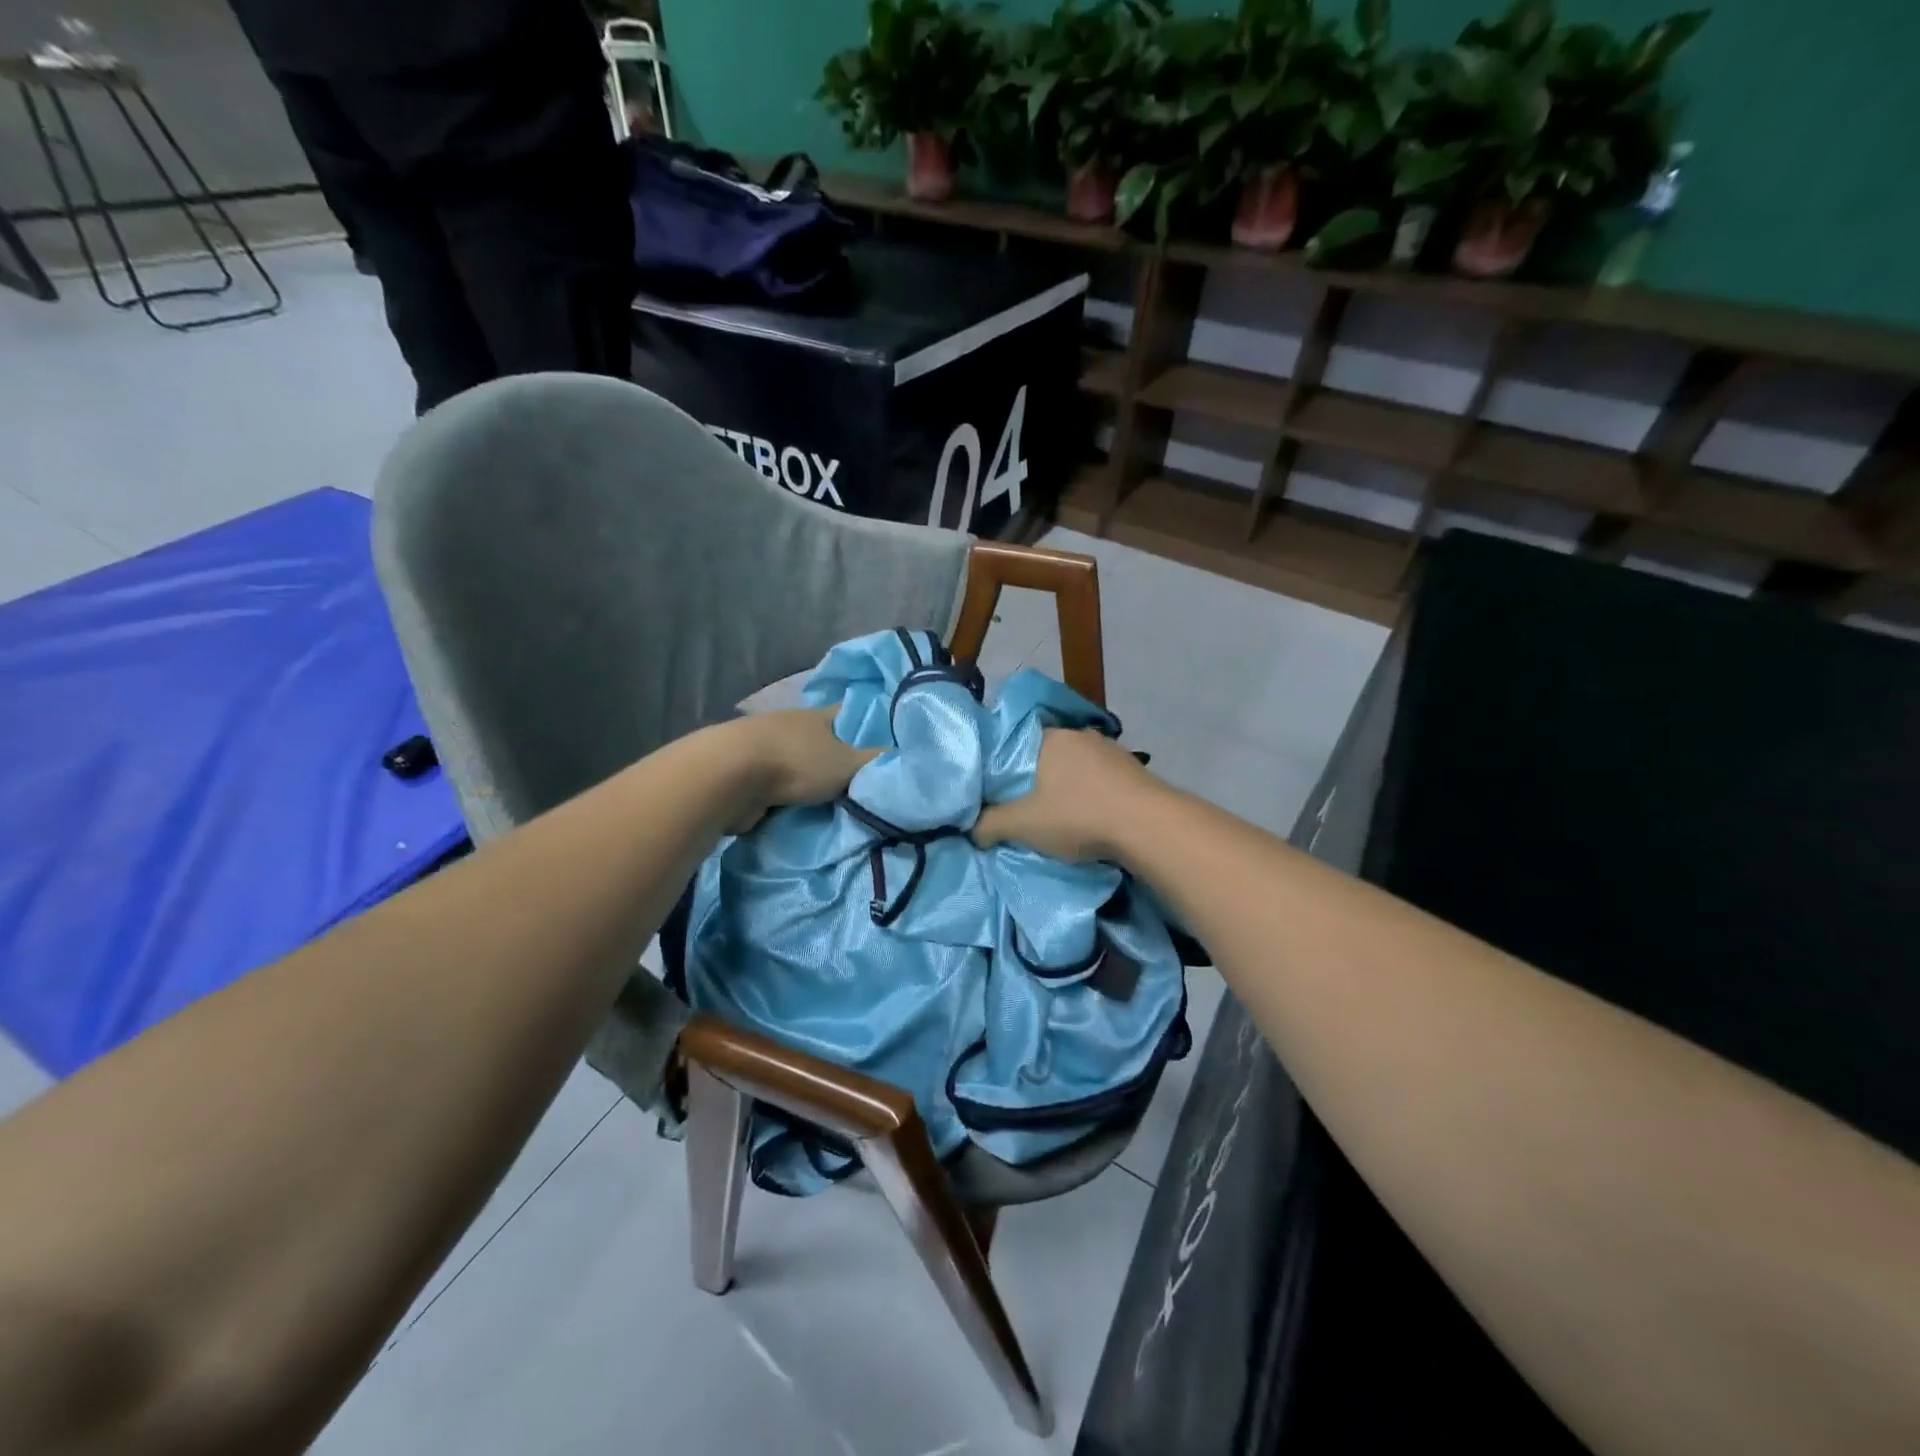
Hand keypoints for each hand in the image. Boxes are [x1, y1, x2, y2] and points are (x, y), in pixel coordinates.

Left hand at [724, 707, 877, 832]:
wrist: (729, 776)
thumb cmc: (796, 763)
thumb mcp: (848, 764)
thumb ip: (877, 762)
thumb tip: (908, 757)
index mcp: (820, 715)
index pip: (853, 713)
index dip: (870, 723)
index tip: (888, 739)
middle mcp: (793, 725)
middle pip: (824, 739)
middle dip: (840, 756)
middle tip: (863, 778)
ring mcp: (766, 746)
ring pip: (799, 761)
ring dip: (811, 777)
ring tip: (833, 799)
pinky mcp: (746, 771)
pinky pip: (778, 783)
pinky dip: (788, 794)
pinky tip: (801, 808)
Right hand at [972, 728, 1162, 862]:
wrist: (1148, 825)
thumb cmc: (1077, 816)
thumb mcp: (1021, 825)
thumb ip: (988, 825)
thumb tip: (970, 829)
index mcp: (1047, 737)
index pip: (1012, 744)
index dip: (1001, 768)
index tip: (996, 791)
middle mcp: (1077, 734)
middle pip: (1044, 754)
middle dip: (1034, 778)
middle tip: (1024, 806)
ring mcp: (1109, 748)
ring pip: (1075, 765)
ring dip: (1066, 785)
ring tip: (1059, 813)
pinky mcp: (1133, 767)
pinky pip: (1100, 777)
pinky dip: (1091, 792)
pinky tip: (1091, 813)